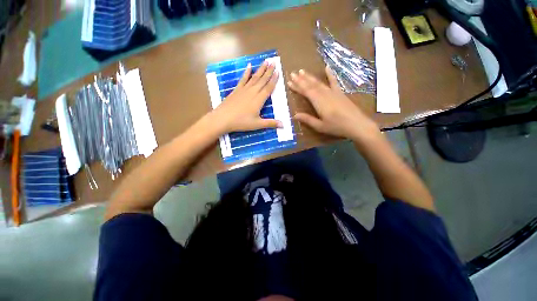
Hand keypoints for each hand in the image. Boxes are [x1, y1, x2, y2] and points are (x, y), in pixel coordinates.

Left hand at [211, 61, 281, 133]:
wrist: (223, 118)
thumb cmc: (241, 122)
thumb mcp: (257, 124)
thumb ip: (270, 123)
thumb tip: (283, 125)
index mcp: (259, 100)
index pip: (269, 88)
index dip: (274, 80)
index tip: (278, 71)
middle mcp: (253, 92)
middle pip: (262, 80)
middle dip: (269, 71)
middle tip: (274, 62)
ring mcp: (244, 90)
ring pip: (254, 77)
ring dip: (260, 69)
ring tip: (265, 61)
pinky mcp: (237, 90)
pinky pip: (243, 79)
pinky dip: (247, 72)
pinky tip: (249, 66)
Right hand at [288, 67, 379, 140]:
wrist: (357, 125)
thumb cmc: (337, 127)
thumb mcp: (320, 126)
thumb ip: (307, 119)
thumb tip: (294, 115)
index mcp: (319, 103)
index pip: (306, 92)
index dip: (297, 86)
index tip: (290, 81)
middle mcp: (325, 94)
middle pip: (311, 85)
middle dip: (301, 79)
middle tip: (293, 73)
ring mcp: (333, 92)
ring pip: (319, 83)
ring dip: (310, 77)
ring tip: (302, 71)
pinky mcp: (340, 93)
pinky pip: (334, 82)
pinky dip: (330, 74)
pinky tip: (327, 67)